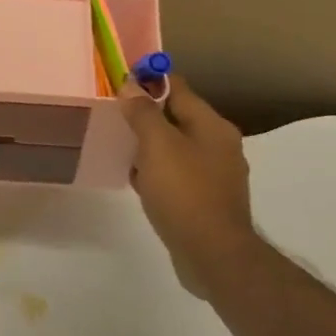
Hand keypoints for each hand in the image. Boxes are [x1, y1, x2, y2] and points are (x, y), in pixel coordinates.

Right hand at [118, 76, 260, 297]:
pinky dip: (159, 174)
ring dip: (151, 148)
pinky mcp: (208, 200)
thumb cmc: (185, 193)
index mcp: (212, 125)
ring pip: (177, 148)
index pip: (178, 88)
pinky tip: (140, 184)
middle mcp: (220, 145)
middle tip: (116, 120)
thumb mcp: (158, 146)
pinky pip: (179, 175)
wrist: (213, 254)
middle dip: (147, 117)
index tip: (121, 84)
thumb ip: (143, 113)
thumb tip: (130, 85)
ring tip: (123, 152)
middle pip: (178, 118)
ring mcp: (216, 174)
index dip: (149, 81)